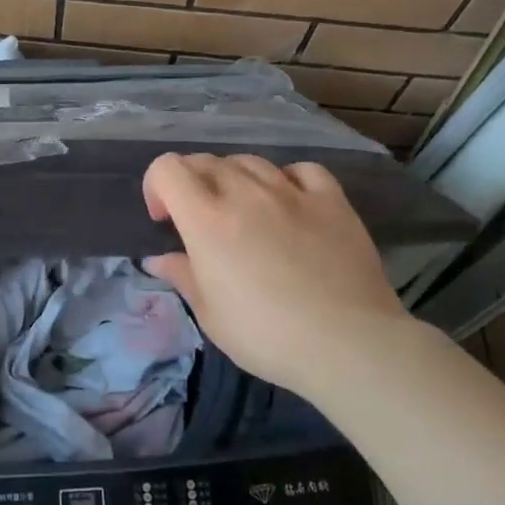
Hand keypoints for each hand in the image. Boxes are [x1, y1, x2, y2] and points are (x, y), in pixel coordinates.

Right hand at [141, 152, 417, 400]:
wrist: (347, 343)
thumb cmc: (266, 335)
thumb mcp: (210, 315)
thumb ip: (183, 276)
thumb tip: (159, 259)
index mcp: (207, 219)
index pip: (168, 168)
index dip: (156, 186)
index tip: (164, 220)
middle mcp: (246, 193)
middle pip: (206, 161)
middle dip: (191, 183)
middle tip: (198, 220)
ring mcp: (292, 192)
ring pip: (250, 161)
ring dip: (234, 179)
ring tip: (242, 211)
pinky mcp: (332, 200)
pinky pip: (301, 170)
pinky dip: (286, 179)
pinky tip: (289, 202)